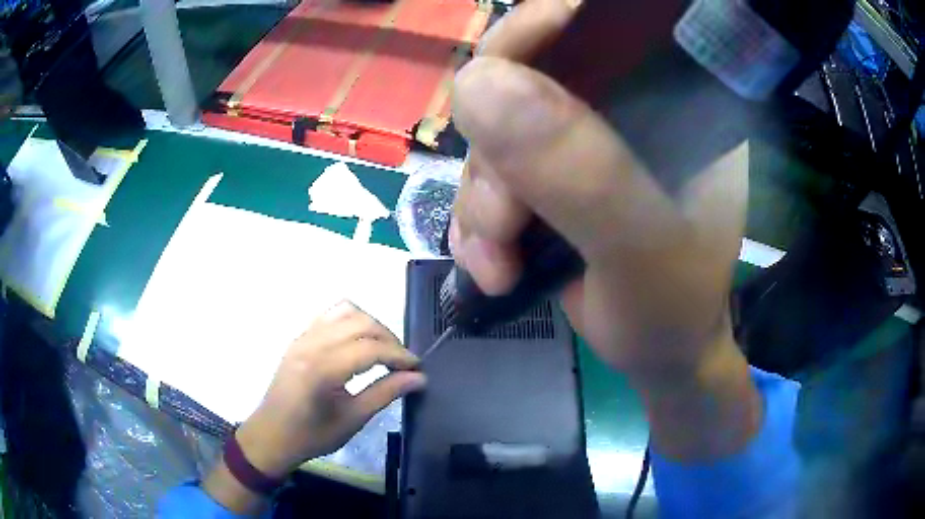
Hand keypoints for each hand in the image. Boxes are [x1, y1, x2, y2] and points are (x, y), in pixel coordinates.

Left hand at [236, 301, 425, 477]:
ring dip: (370, 325)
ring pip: (345, 311)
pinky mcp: (299, 337)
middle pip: (361, 322)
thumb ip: (385, 393)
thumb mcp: (352, 419)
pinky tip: (357, 342)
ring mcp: (303, 337)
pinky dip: (350, 321)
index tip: (417, 368)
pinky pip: (329, 315)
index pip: (371, 348)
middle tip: (402, 362)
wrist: (272, 435)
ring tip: (382, 349)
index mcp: (323, 368)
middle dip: (388, 338)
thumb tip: (418, 378)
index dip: (399, 355)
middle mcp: (312, 344)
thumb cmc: (312, 434)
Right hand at [450, 0, 759, 459]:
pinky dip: (478, 222)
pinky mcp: (549, 175)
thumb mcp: (639, 245)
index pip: (595, 27)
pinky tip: (494, 265)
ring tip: (500, 261)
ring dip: (483, 201)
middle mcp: (622, 104)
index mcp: (669, 96)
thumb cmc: (672, 306)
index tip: (494, 80)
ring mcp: (581, 139)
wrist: (656, 353)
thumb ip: (578, 169)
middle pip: (524, 77)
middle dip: (495, 149)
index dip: (536, 34)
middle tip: (503, 219)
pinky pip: (488, 176)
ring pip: (494, 132)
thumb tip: (476, 84)